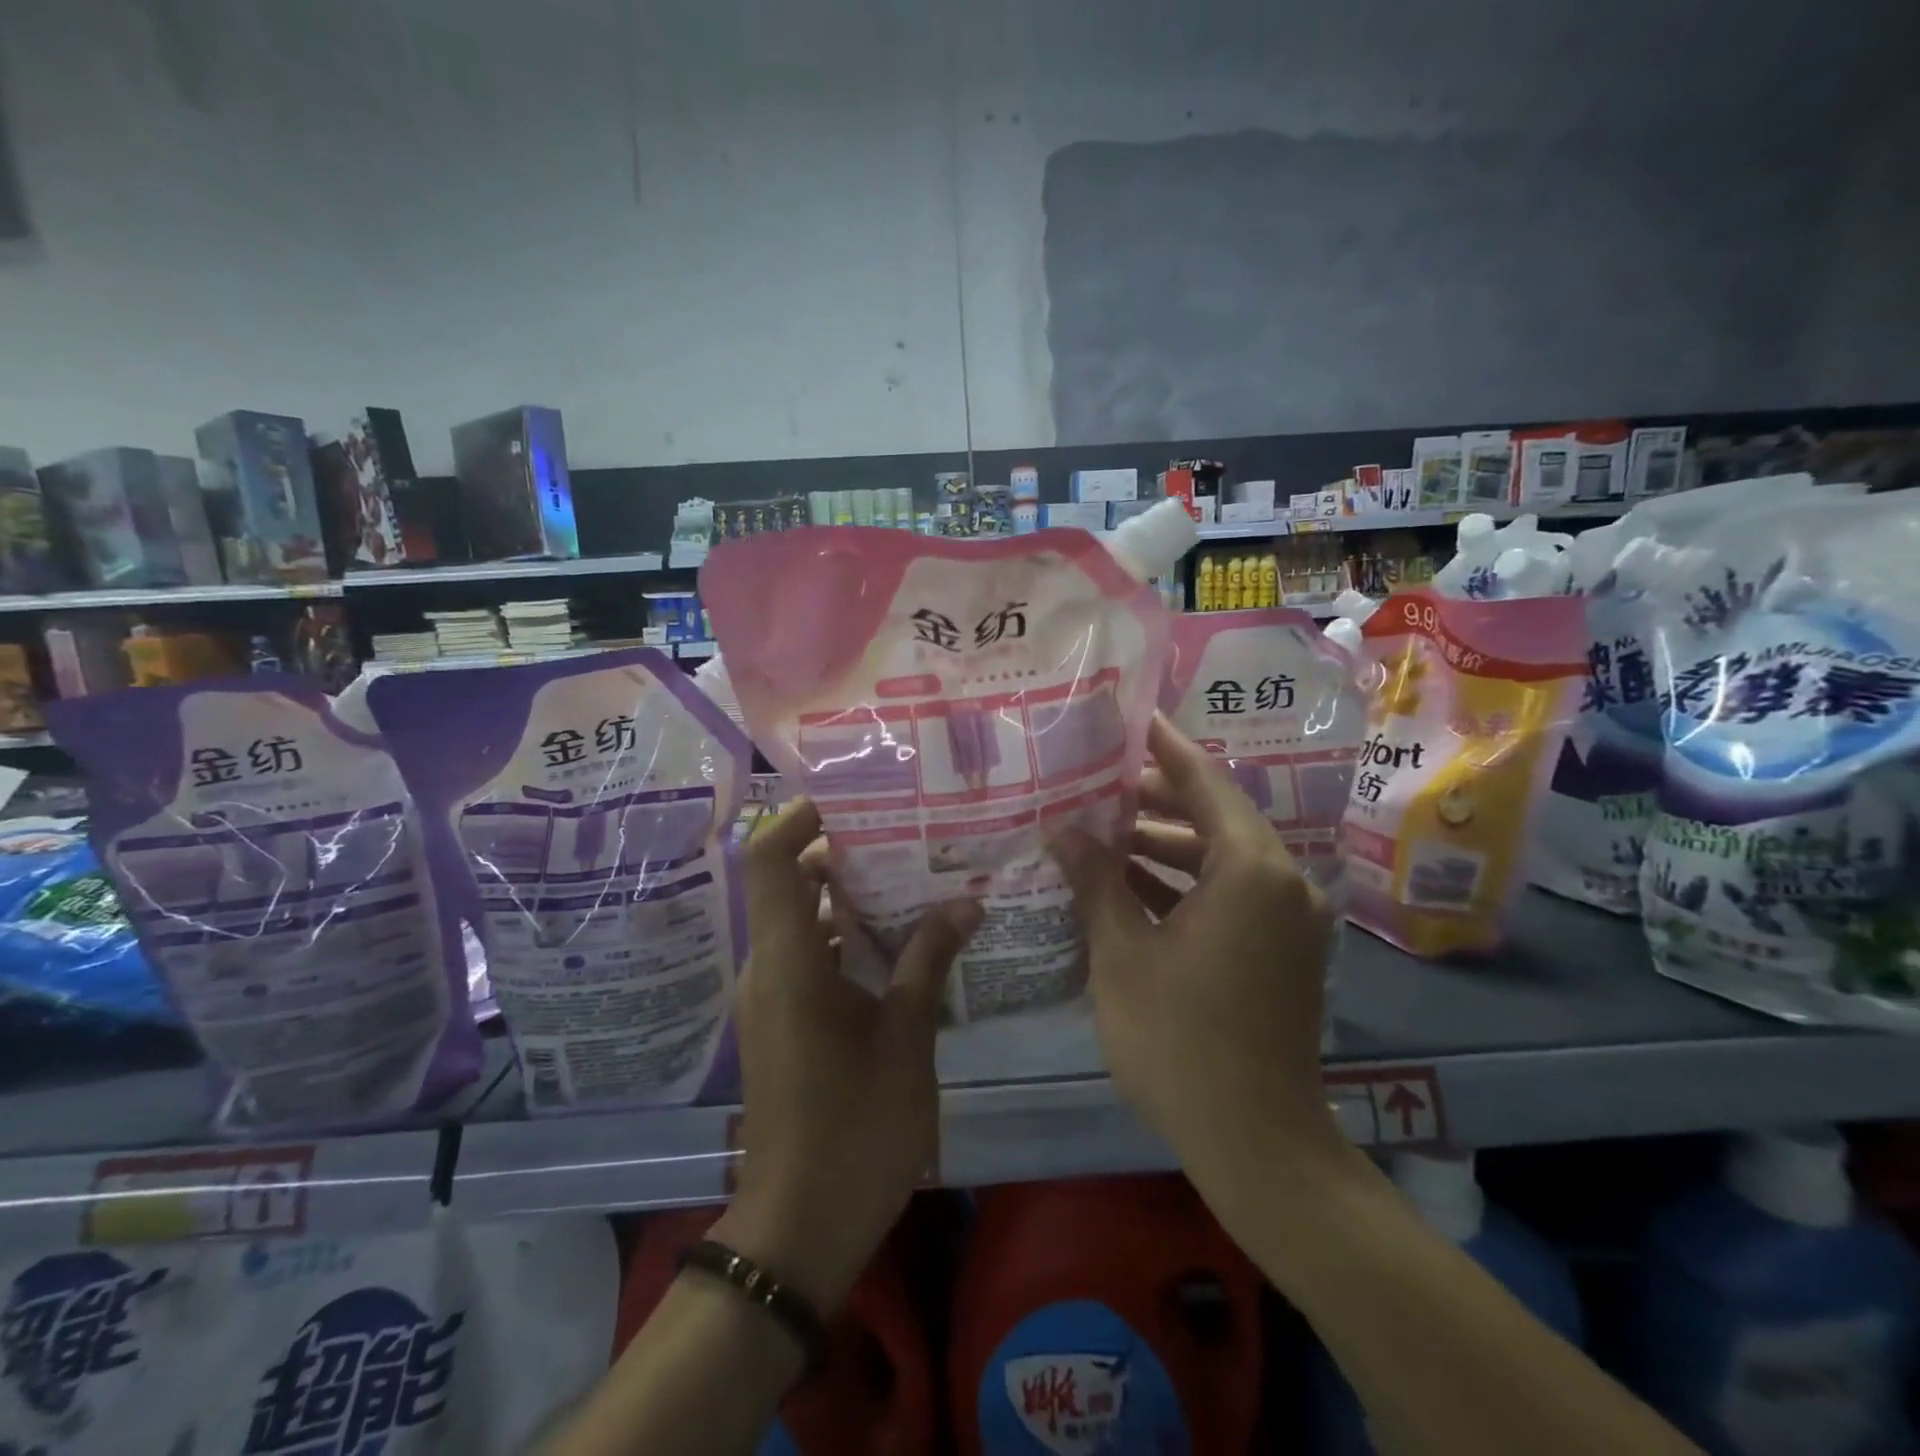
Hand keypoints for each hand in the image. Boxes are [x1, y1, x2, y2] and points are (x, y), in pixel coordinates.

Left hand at [717, 797, 979, 1313]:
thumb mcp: (905, 1038)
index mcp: (789, 960)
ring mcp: (774, 997)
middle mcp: (770, 967)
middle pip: (791, 883)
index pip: (771, 859)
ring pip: (805, 922)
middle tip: (907, 834)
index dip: (801, 817)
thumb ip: (929, 961)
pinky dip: (849, 939)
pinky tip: (905, 943)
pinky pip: (812, 957)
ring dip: (851, 899)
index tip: (855, 797)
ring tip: (916, 878)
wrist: (800, 1226)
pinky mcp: (784, 1022)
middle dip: (845, 853)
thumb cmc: (855, 1126)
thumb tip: (966, 903)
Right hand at [1050, 714, 1348, 1206]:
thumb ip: (1095, 880)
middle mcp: (1283, 882)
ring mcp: (1288, 920)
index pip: (1204, 782)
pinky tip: (1130, 886)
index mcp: (1251, 869)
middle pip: (1214, 817)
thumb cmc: (1180, 1041)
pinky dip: (1185, 884)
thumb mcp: (1123, 953)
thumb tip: (1063, 828)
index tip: (1132, 718)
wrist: (1256, 1144)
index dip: (1164, 748)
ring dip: (1165, 846)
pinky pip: (1230, 895)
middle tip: (1095, 783)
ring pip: (1220, 859)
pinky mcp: (1282, 951)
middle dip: (1154, 801)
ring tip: (1102, 834)